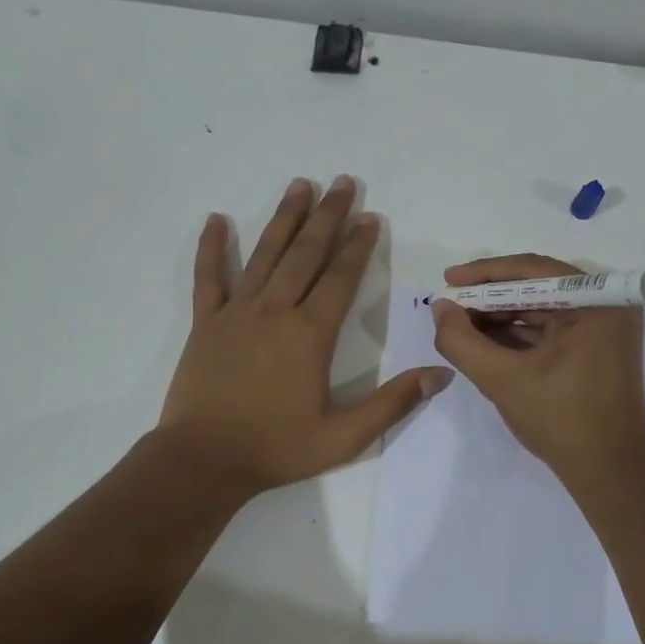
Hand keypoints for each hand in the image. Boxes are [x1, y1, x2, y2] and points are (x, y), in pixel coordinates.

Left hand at [158, 176, 453, 496]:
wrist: (203, 461)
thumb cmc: (276, 449)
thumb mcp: (345, 436)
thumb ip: (393, 403)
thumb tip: (441, 374)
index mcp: (310, 335)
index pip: (340, 278)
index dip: (358, 246)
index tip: (371, 217)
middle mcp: (275, 311)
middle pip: (306, 253)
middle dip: (328, 216)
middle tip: (343, 182)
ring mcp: (236, 313)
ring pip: (265, 254)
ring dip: (285, 218)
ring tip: (300, 185)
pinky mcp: (206, 324)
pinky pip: (209, 277)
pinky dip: (212, 247)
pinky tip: (216, 219)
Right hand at [429, 253, 644, 480]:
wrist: (609, 470)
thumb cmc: (560, 420)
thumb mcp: (501, 379)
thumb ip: (462, 341)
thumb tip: (440, 308)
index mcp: (595, 302)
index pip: (531, 270)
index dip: (484, 274)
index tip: (448, 279)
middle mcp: (606, 305)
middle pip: (537, 286)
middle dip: (490, 297)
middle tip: (451, 305)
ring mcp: (605, 326)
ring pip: (543, 307)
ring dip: (502, 315)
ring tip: (462, 323)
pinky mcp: (599, 347)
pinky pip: (553, 327)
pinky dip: (520, 332)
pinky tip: (486, 339)